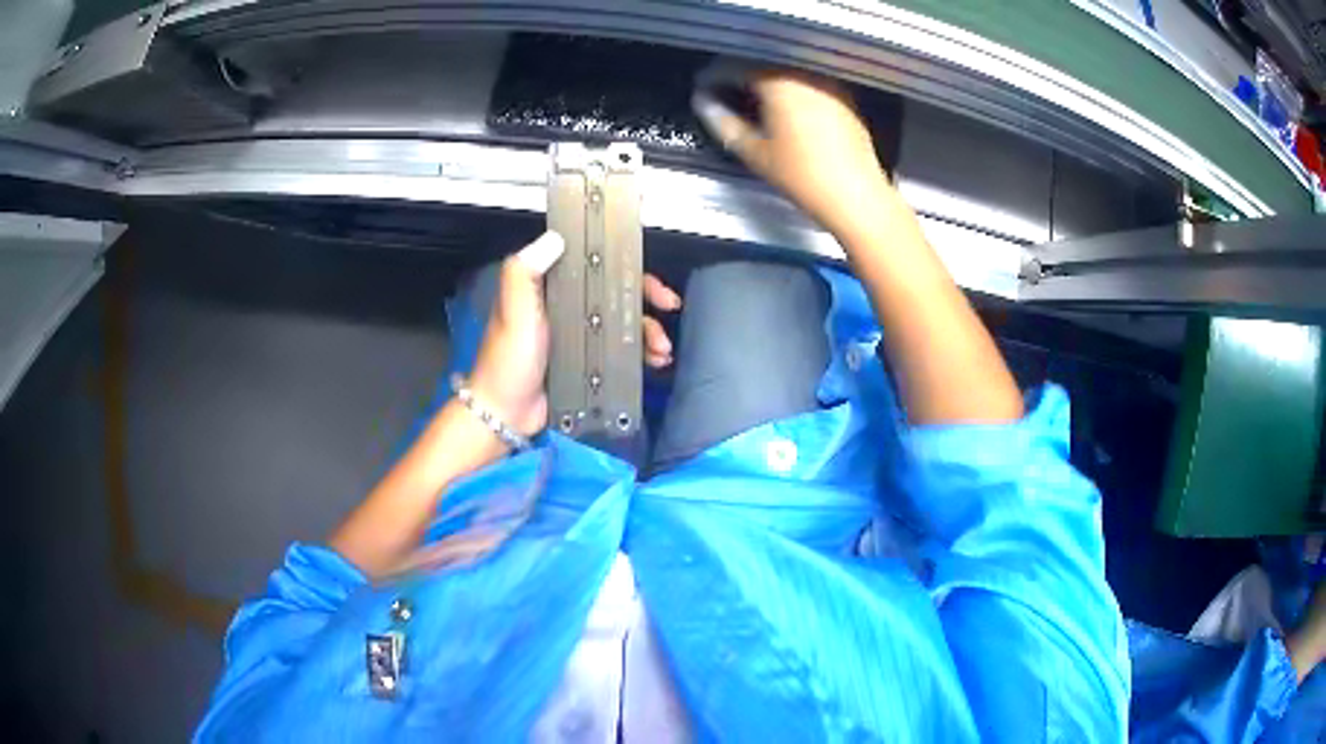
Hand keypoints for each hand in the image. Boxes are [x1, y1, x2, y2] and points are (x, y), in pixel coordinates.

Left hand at [469, 232, 681, 438]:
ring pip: (624, 324)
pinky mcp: (589, 364)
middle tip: (670, 307)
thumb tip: (556, 237)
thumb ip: (525, 271)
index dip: (625, 266)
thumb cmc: (509, 357)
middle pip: (618, 294)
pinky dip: (642, 355)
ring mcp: (581, 337)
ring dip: (649, 332)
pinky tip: (655, 363)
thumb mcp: (514, 309)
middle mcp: (569, 308)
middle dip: (648, 299)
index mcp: (552, 289)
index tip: (647, 274)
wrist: (506, 413)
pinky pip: (622, 353)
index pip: (596, 267)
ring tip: (661, 350)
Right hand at [692, 70, 891, 242]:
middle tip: (723, 94)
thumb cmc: (804, 176)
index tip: (704, 88)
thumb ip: (723, 123)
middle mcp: (805, 74)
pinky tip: (783, 111)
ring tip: (751, 103)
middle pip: (762, 64)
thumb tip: (705, 105)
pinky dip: (790, 90)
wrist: (856, 196)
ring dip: (766, 82)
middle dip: (740, 76)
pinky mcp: (844, 98)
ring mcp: (828, 84)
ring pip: (786, 72)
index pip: (735, 66)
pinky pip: (807, 84)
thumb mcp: (754, 152)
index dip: (714, 76)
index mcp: (779, 81)